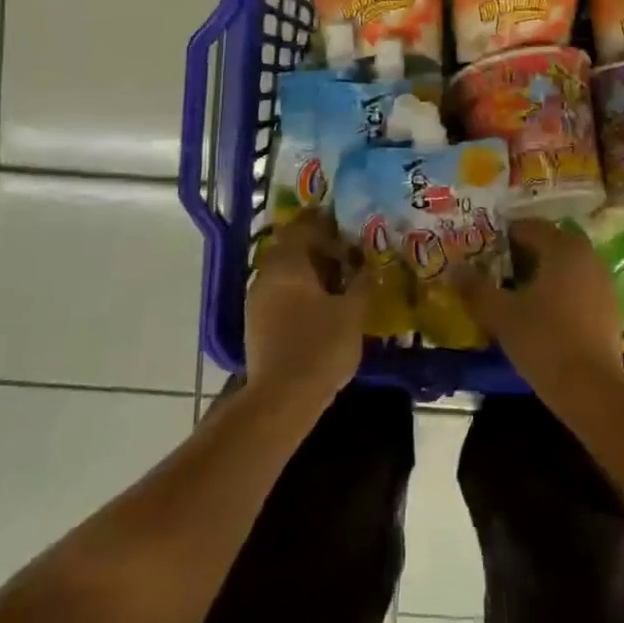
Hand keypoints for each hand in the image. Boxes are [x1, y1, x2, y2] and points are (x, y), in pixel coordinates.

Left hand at [244, 214, 368, 407]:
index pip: (301, 229)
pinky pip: (280, 295)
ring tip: (338, 282)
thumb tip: (367, 266)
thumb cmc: (320, 347)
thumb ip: (361, 284)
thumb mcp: (352, 313)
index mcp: (287, 265)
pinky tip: (321, 307)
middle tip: (346, 255)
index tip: (344, 226)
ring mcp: (256, 302)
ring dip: (308, 273)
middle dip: (317, 250)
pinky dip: (299, 293)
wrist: (281, 398)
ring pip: (284, 275)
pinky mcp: (256, 325)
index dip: (323, 224)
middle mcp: (266, 276)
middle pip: (291, 251)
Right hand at [456, 219, 623, 406]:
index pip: (529, 227)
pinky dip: (559, 290)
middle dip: (522, 253)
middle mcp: (587, 255)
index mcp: (563, 248)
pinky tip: (542, 312)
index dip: (503, 236)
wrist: (591, 388)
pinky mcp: (610, 307)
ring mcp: (603, 281)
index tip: (483, 251)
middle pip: (550, 244)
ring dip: (542, 272)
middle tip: (496, 270)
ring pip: (566, 265)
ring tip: (516, 292)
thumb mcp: (501, 314)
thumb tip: (456, 269)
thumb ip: (476, 288)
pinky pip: (578, 286)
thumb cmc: (543, 341)